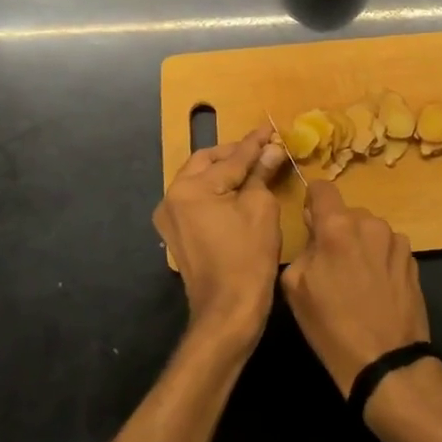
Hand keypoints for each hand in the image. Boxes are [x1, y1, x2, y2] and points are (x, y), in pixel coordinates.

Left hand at [153, 125, 287, 350]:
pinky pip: (195, 201)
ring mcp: (169, 217)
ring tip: (252, 167)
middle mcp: (172, 197)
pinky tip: (236, 191)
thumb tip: (271, 150)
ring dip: (223, 171)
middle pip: (206, 163)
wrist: (227, 312)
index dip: (254, 144)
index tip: (270, 129)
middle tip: (261, 148)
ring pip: (198, 180)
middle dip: (234, 154)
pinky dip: (215, 191)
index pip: (230, 159)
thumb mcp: (261, 209)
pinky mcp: (175, 234)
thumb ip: (261, 174)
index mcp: (191, 188)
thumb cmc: (248, 258)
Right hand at [282, 179, 429, 396]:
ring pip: (369, 230)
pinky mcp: (412, 259)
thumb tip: (314, 231)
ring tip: (357, 279)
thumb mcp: (296, 287)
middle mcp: (369, 224)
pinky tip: (377, 288)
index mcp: (336, 227)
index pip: (322, 188)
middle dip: (337, 230)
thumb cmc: (331, 326)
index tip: (310, 221)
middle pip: (347, 213)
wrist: (385, 361)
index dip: (313, 201)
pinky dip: (380, 258)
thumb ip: (303, 248)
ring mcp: (395, 241)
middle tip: (331, 263)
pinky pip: (388, 247)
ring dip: (361, 244)